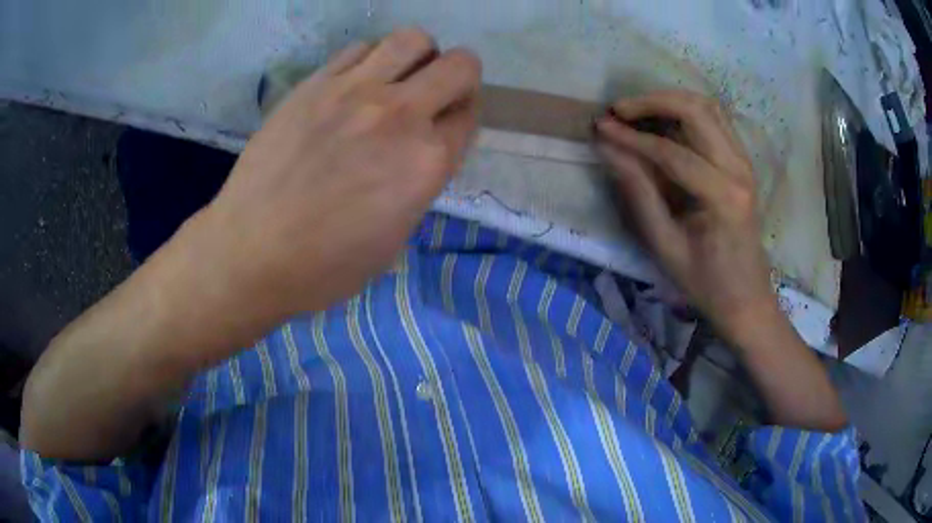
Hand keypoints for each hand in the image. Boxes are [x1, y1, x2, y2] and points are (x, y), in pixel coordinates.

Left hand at [199, 28, 481, 315]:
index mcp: (427, 163)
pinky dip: (369, 60)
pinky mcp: (314, 84)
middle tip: (436, 94)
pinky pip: (359, 49)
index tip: (448, 125)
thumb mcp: (395, 238)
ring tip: (397, 80)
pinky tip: (353, 86)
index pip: (469, 116)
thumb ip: (419, 183)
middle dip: (459, 77)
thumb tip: (422, 152)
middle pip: (459, 64)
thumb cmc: (325, 266)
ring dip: (418, 57)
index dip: (463, 118)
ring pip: (412, 40)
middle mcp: (400, 115)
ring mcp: (354, 91)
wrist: (251, 252)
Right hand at [595, 90, 776, 344]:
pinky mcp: (743, 162)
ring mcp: (745, 162)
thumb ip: (638, 193)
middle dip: (652, 102)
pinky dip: (687, 111)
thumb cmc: (706, 282)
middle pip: (696, 111)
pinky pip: (716, 120)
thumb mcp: (665, 246)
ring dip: (670, 101)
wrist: (746, 298)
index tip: (600, 127)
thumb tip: (609, 150)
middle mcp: (739, 169)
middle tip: (618, 110)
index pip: (673, 152)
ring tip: (638, 111)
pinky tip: (665, 121)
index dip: (632, 137)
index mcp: (723, 196)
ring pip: (709, 107)